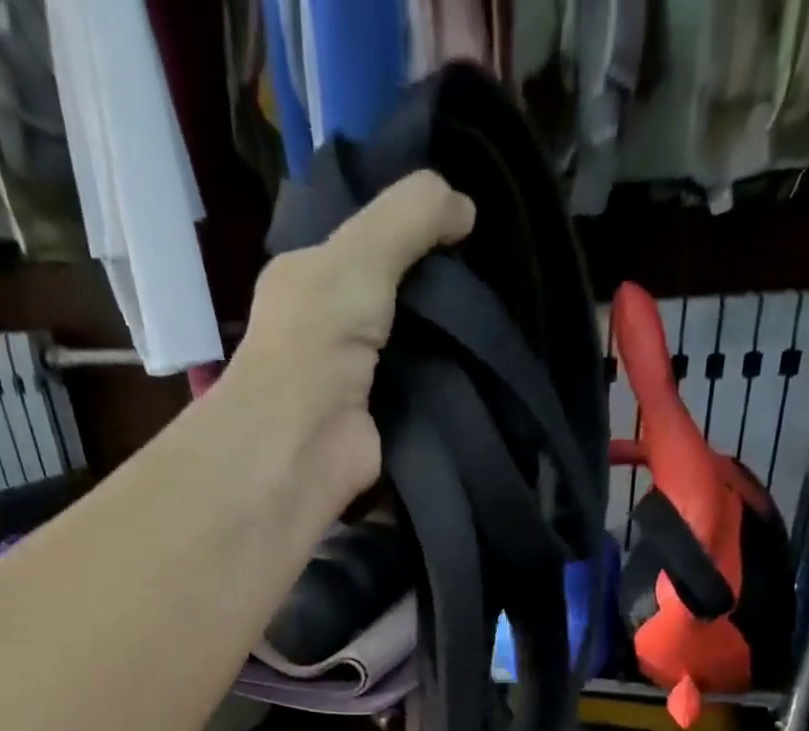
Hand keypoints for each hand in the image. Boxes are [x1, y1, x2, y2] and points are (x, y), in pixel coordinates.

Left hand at [223, 171, 474, 512]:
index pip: (362, 243)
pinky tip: (489, 365)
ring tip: (504, 312)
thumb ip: (412, 215)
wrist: (305, 445)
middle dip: (438, 288)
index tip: (462, 220)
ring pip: (413, 347)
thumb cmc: (318, 337)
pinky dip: (452, 384)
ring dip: (451, 338)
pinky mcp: (381, 425)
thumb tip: (466, 208)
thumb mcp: (362, 252)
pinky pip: (423, 395)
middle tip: (494, 269)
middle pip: (394, 297)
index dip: (408, 228)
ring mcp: (354, 381)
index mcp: (307, 279)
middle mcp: (326, 329)